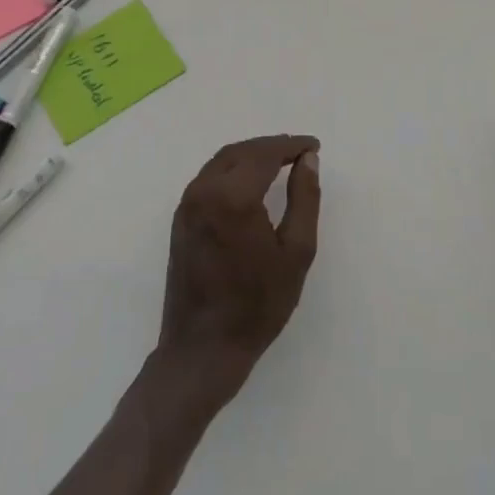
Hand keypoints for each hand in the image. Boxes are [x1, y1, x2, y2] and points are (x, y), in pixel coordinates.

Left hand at [157, 135, 320, 406]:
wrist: (202, 349)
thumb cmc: (257, 305)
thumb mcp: (296, 253)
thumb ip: (304, 199)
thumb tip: (308, 160)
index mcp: (233, 197)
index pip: (265, 154)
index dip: (291, 145)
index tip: (314, 146)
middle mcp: (204, 190)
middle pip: (242, 151)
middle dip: (272, 146)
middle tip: (300, 152)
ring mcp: (188, 203)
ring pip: (223, 161)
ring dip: (252, 155)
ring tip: (281, 162)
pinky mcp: (181, 217)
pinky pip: (209, 177)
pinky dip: (234, 168)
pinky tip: (251, 181)